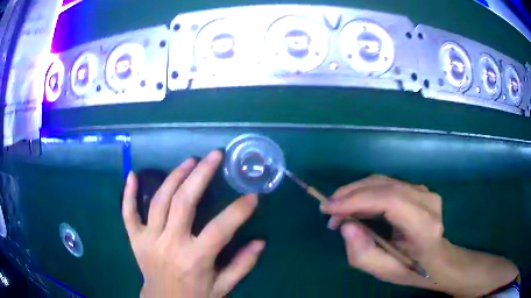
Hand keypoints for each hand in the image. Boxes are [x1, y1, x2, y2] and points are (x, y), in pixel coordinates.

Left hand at [122, 150, 264, 297]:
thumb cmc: (195, 296)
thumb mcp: (223, 287)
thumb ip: (242, 265)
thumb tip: (260, 241)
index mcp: (195, 259)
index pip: (220, 229)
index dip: (238, 211)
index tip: (252, 196)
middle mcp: (170, 244)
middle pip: (184, 203)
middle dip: (201, 175)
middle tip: (214, 156)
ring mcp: (149, 239)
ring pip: (159, 201)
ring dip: (174, 177)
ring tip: (190, 161)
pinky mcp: (135, 239)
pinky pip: (128, 214)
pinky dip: (128, 194)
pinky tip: (132, 175)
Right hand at [321, 175, 518, 296]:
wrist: (439, 259)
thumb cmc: (412, 270)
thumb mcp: (383, 271)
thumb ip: (362, 253)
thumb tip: (345, 225)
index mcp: (424, 225)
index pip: (389, 200)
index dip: (356, 200)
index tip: (328, 209)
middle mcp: (428, 201)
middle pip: (384, 185)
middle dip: (351, 194)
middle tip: (328, 210)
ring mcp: (425, 191)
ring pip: (384, 181)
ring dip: (356, 191)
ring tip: (339, 210)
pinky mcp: (419, 189)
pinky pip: (388, 184)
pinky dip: (367, 191)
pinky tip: (356, 205)